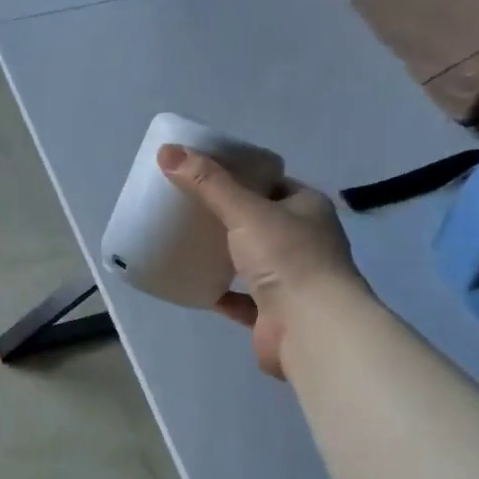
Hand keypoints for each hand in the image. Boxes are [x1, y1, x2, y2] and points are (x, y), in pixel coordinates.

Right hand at [157, 145, 359, 378]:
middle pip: (262, 222)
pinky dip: (221, 293)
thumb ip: (208, 183)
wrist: (311, 328)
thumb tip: (166, 151)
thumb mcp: (245, 211)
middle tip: (190, 208)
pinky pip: (241, 299)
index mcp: (307, 209)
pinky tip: (196, 284)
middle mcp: (305, 242)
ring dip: (227, 255)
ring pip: (253, 261)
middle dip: (230, 216)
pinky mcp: (274, 313)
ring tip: (189, 243)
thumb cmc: (287, 259)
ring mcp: (292, 280)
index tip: (207, 174)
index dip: (243, 177)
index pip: (273, 184)